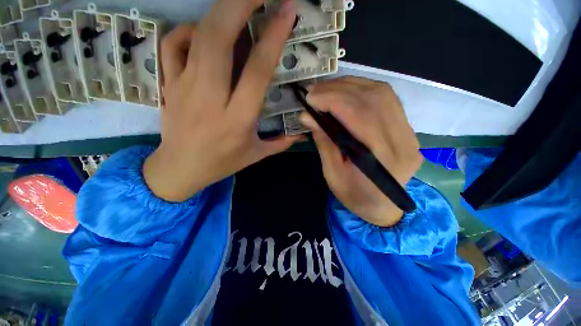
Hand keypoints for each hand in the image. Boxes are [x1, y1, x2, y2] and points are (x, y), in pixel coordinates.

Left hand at [144, 0, 299, 201]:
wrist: (180, 168)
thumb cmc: (222, 163)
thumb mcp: (256, 155)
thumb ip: (281, 143)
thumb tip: (302, 135)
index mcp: (238, 118)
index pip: (258, 70)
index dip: (274, 36)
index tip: (287, 10)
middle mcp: (212, 98)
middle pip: (220, 38)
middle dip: (240, 4)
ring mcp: (185, 86)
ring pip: (198, 36)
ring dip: (220, 12)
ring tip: (238, 6)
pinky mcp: (169, 83)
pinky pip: (174, 44)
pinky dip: (190, 30)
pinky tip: (203, 35)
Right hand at [300, 77, 422, 226]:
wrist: (383, 206)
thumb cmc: (355, 196)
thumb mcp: (333, 174)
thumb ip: (324, 143)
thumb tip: (308, 116)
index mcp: (383, 160)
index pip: (361, 116)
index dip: (334, 100)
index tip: (311, 98)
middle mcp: (403, 141)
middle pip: (374, 100)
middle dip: (339, 90)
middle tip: (314, 91)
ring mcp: (410, 133)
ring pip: (382, 94)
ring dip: (350, 86)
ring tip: (327, 90)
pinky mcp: (407, 128)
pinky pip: (386, 99)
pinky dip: (362, 90)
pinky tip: (345, 92)